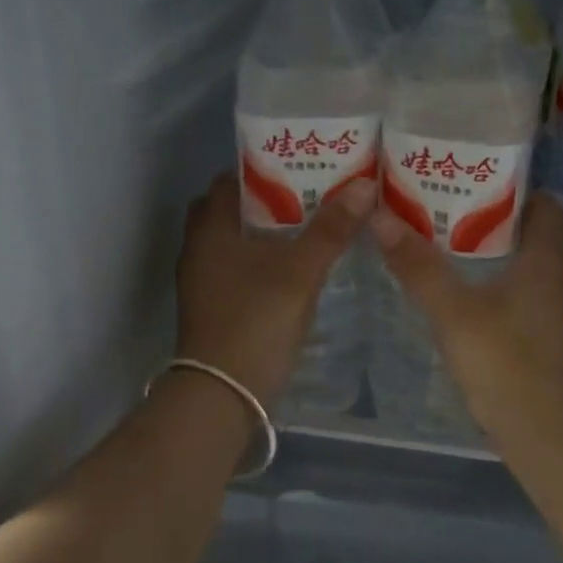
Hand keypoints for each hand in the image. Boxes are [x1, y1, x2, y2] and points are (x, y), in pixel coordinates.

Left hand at [176, 171, 374, 406]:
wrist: (222, 394)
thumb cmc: (256, 322)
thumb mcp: (300, 272)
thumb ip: (331, 229)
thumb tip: (363, 185)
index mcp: (211, 228)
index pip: (231, 180)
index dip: (264, 169)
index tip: (301, 169)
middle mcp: (199, 248)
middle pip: (233, 210)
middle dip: (268, 202)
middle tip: (310, 199)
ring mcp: (202, 281)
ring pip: (235, 242)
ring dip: (266, 234)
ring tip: (310, 229)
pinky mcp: (212, 307)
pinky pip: (237, 269)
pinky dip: (261, 262)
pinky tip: (293, 270)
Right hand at [369, 192, 562, 442]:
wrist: (542, 432)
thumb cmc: (502, 362)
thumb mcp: (452, 311)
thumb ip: (418, 265)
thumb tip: (381, 217)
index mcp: (549, 257)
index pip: (545, 203)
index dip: (511, 190)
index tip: (471, 188)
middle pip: (537, 231)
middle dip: (497, 220)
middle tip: (450, 215)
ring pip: (534, 263)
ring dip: (500, 253)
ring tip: (453, 249)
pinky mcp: (555, 334)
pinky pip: (533, 291)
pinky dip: (507, 282)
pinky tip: (473, 294)